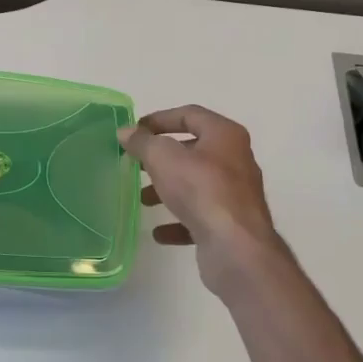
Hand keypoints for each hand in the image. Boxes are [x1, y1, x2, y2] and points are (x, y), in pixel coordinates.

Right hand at [120, 105, 290, 298]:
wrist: (236, 247)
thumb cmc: (201, 190)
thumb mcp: (163, 158)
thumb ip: (142, 142)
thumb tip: (126, 132)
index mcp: (225, 135)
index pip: (190, 114)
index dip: (160, 119)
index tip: (135, 131)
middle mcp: (236, 160)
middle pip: (193, 150)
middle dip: (162, 158)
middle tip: (137, 164)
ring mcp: (236, 194)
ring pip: (196, 185)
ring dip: (168, 189)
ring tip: (143, 199)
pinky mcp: (232, 224)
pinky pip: (200, 216)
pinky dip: (179, 221)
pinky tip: (159, 232)